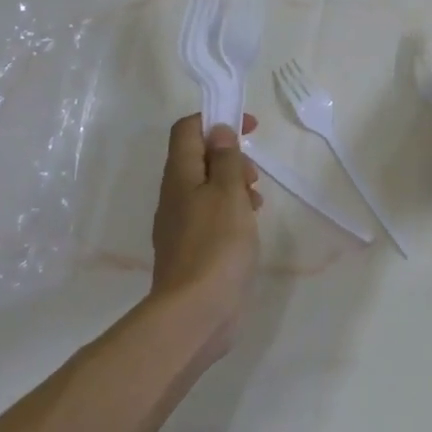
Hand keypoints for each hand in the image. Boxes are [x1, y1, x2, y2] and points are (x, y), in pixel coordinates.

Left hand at [150, 114, 261, 363]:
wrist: (195, 312)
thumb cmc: (217, 244)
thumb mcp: (229, 192)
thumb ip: (225, 158)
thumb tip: (218, 130)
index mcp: (180, 176)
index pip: (187, 129)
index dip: (216, 119)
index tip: (249, 127)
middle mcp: (174, 195)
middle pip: (199, 158)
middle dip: (230, 157)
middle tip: (253, 176)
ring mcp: (180, 224)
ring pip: (207, 188)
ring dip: (234, 185)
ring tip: (257, 203)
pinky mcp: (191, 248)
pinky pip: (211, 215)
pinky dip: (232, 210)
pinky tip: (249, 227)